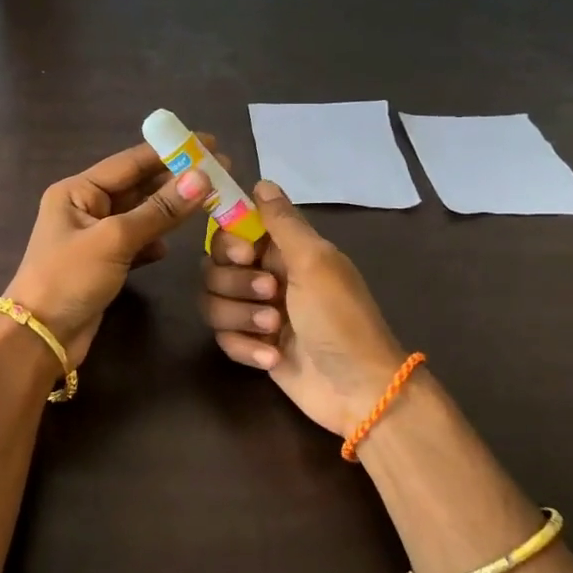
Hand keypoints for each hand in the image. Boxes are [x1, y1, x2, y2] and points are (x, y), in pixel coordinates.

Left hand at [5, 141, 212, 364]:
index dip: (170, 152)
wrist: (40, 338)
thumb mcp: (114, 240)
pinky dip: (154, 242)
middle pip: (137, 186)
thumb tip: (201, 178)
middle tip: (222, 171)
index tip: (209, 143)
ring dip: (170, 211)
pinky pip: (136, 243)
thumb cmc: (69, 279)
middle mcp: (84, 207)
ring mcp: (94, 237)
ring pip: (140, 215)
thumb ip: (159, 211)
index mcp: (77, 191)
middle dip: (176, 181)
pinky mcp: (103, 265)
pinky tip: (172, 245)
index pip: (130, 162)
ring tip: (211, 202)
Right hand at [202, 180, 407, 434]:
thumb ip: (283, 222)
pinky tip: (272, 358)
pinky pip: (223, 338)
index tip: (244, 255)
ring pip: (213, 303)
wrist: (358, 390)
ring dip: (240, 317)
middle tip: (271, 295)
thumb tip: (260, 182)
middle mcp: (266, 276)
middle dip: (235, 284)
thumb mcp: (315, 262)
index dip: (228, 242)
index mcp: (284, 250)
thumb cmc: (341, 319)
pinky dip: (245, 347)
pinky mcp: (252, 346)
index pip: (231, 231)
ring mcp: (257, 313)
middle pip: (213, 267)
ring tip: (274, 331)